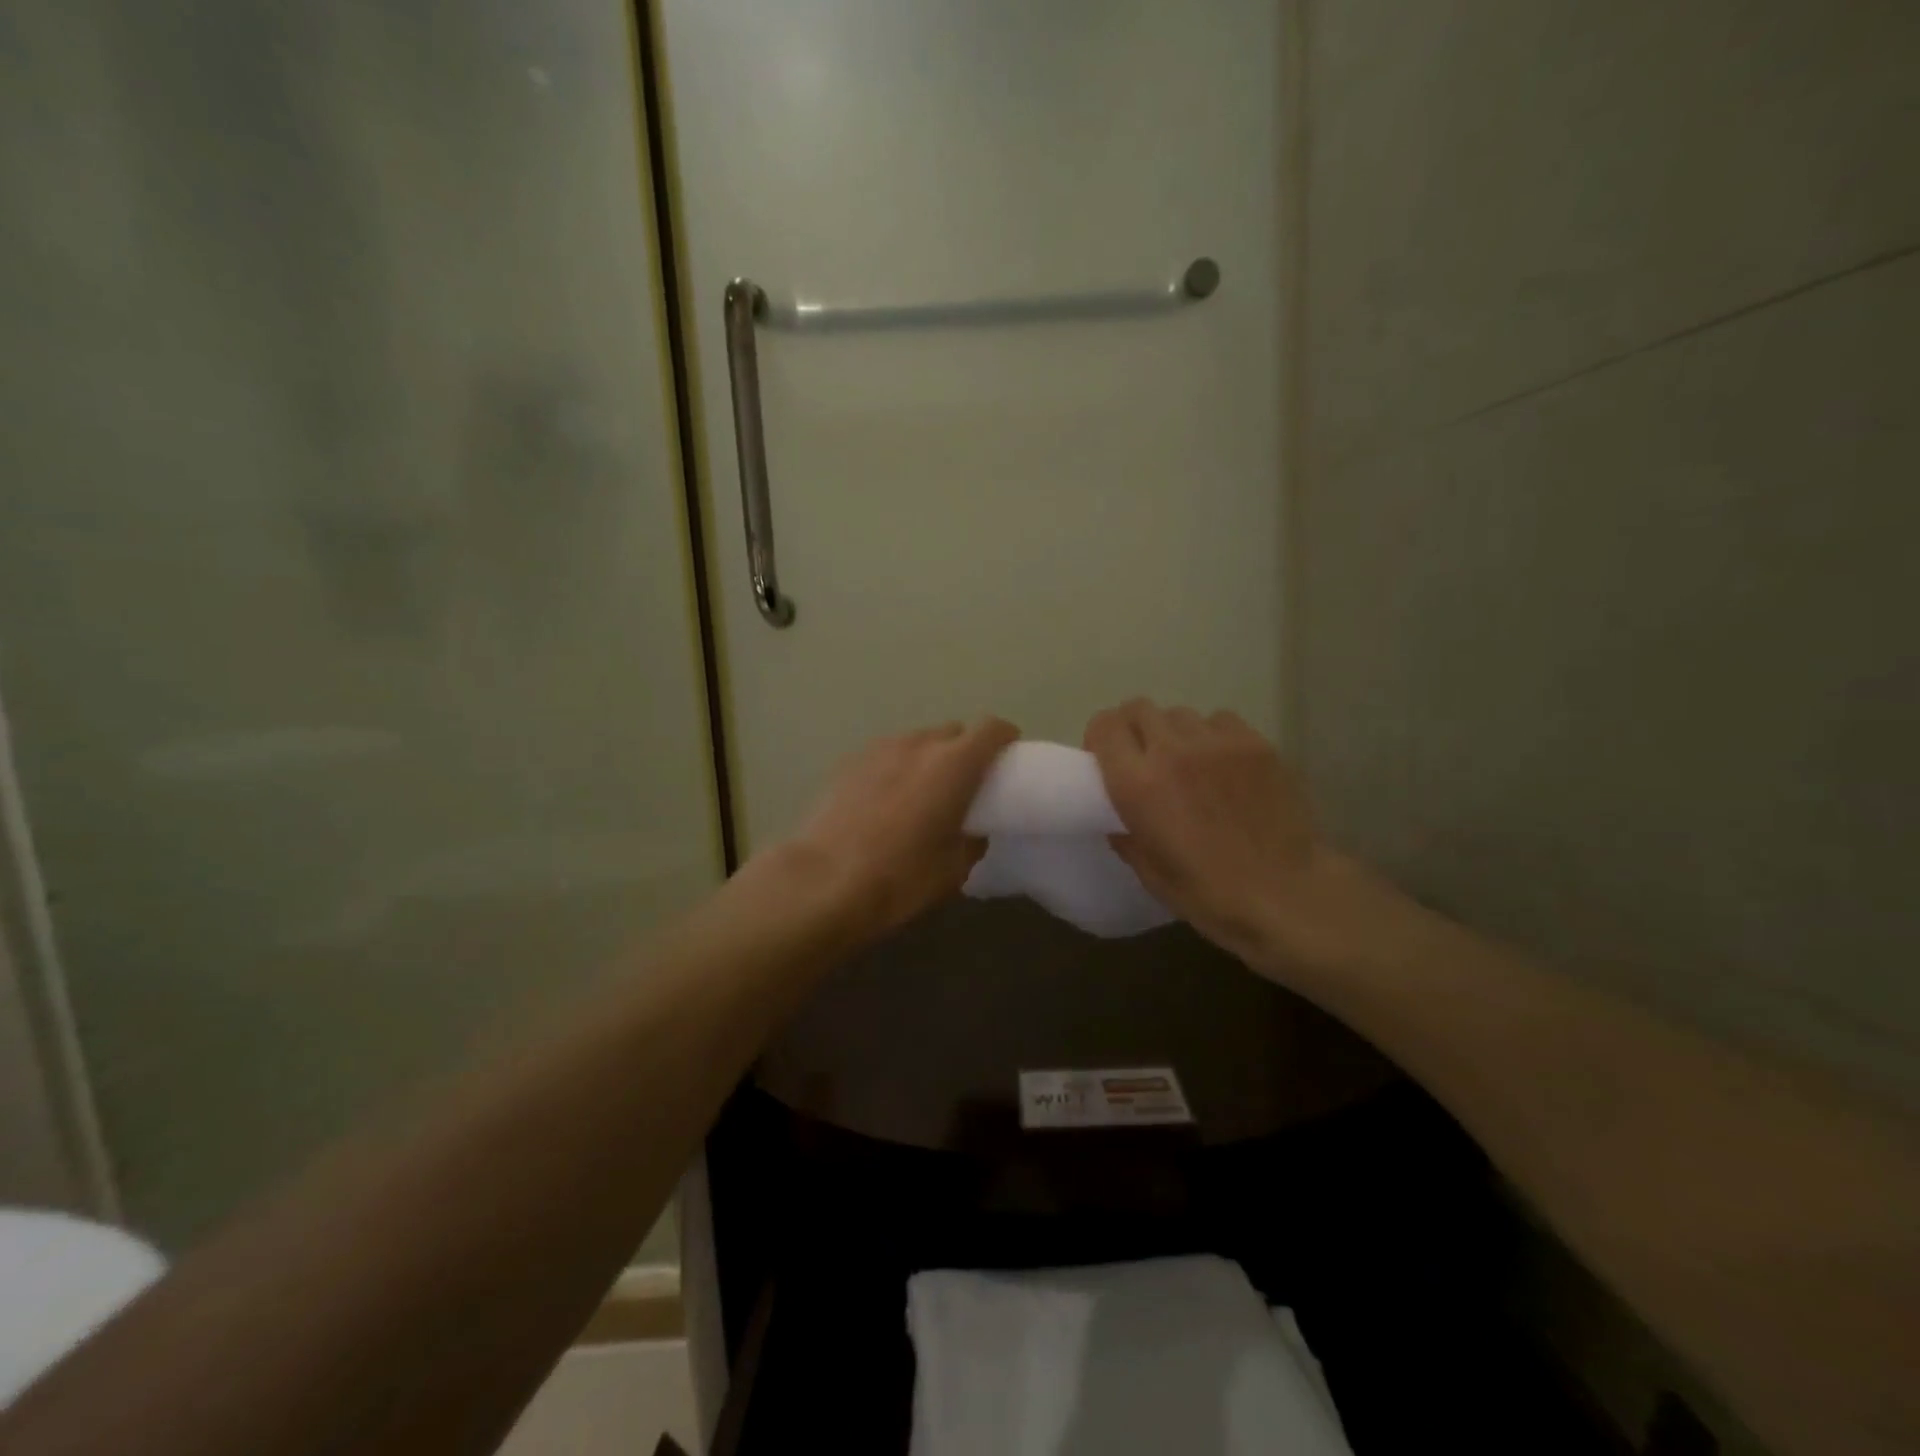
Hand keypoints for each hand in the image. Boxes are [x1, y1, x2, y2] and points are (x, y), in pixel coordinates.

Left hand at [790, 717, 1020, 938]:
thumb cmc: (900, 878)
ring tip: (920, 794)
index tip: (1008, 760)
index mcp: (955, 764)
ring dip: (927, 759)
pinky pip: (885, 756)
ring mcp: (879, 749)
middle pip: (953, 732)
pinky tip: (884, 802)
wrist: (822, 882)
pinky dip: (895, 769)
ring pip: (916, 742)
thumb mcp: (954, 870)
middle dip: (965, 751)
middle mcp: (918, 744)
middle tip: (964, 785)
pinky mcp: (847, 762)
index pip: (992, 729)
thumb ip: (973, 840)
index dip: (1005, 740)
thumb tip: (971, 831)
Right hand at [1085, 700, 1347, 976]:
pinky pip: (1220, 720)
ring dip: (1175, 733)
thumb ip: (1126, 836)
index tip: (1106, 760)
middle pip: (1139, 709)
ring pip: (1180, 714)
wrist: (1288, 895)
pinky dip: (1213, 736)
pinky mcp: (1256, 743)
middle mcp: (1172, 751)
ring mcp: (1217, 743)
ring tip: (1190, 764)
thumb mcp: (1150, 873)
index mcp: (1138, 784)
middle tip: (1145, 759)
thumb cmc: (1209, 894)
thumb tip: (1119, 819)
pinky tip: (1224, 765)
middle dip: (1134, 729)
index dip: (1100, 738)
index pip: (1104, 726)